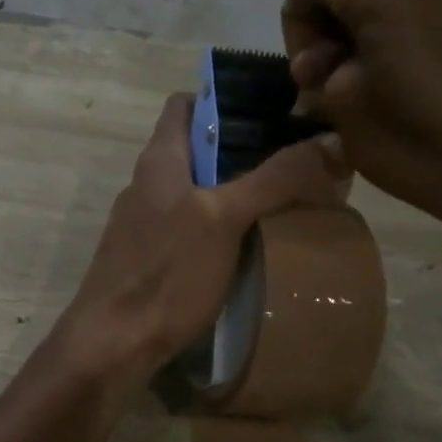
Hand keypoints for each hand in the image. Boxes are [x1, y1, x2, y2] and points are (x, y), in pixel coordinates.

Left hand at [55, 93, 347, 392]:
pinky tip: (251, 245)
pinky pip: (191, 225)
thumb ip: (274, 179)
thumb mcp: (224, 219)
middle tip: (298, 160)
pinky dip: (221, 224)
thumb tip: (329, 141)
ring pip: (197, 189)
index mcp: (159, 159)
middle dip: (245, 149)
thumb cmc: (166, 273)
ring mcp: (144, 222)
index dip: (225, 98)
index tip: (273, 109)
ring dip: (236, 189)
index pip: (186, 103)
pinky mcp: (149, 256)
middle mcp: (147, 182)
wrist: (112, 344)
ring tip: (286, 201)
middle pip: (198, 148)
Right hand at [280, 0, 441, 245]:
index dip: (296, 18)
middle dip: (325, 9)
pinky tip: (393, 50)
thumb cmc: (418, 147)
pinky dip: (391, 5)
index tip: (308, 67)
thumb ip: (318, 64)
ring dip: (357, 6)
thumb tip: (320, 59)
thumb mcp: (343, 105)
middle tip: (329, 65)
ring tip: (360, 60)